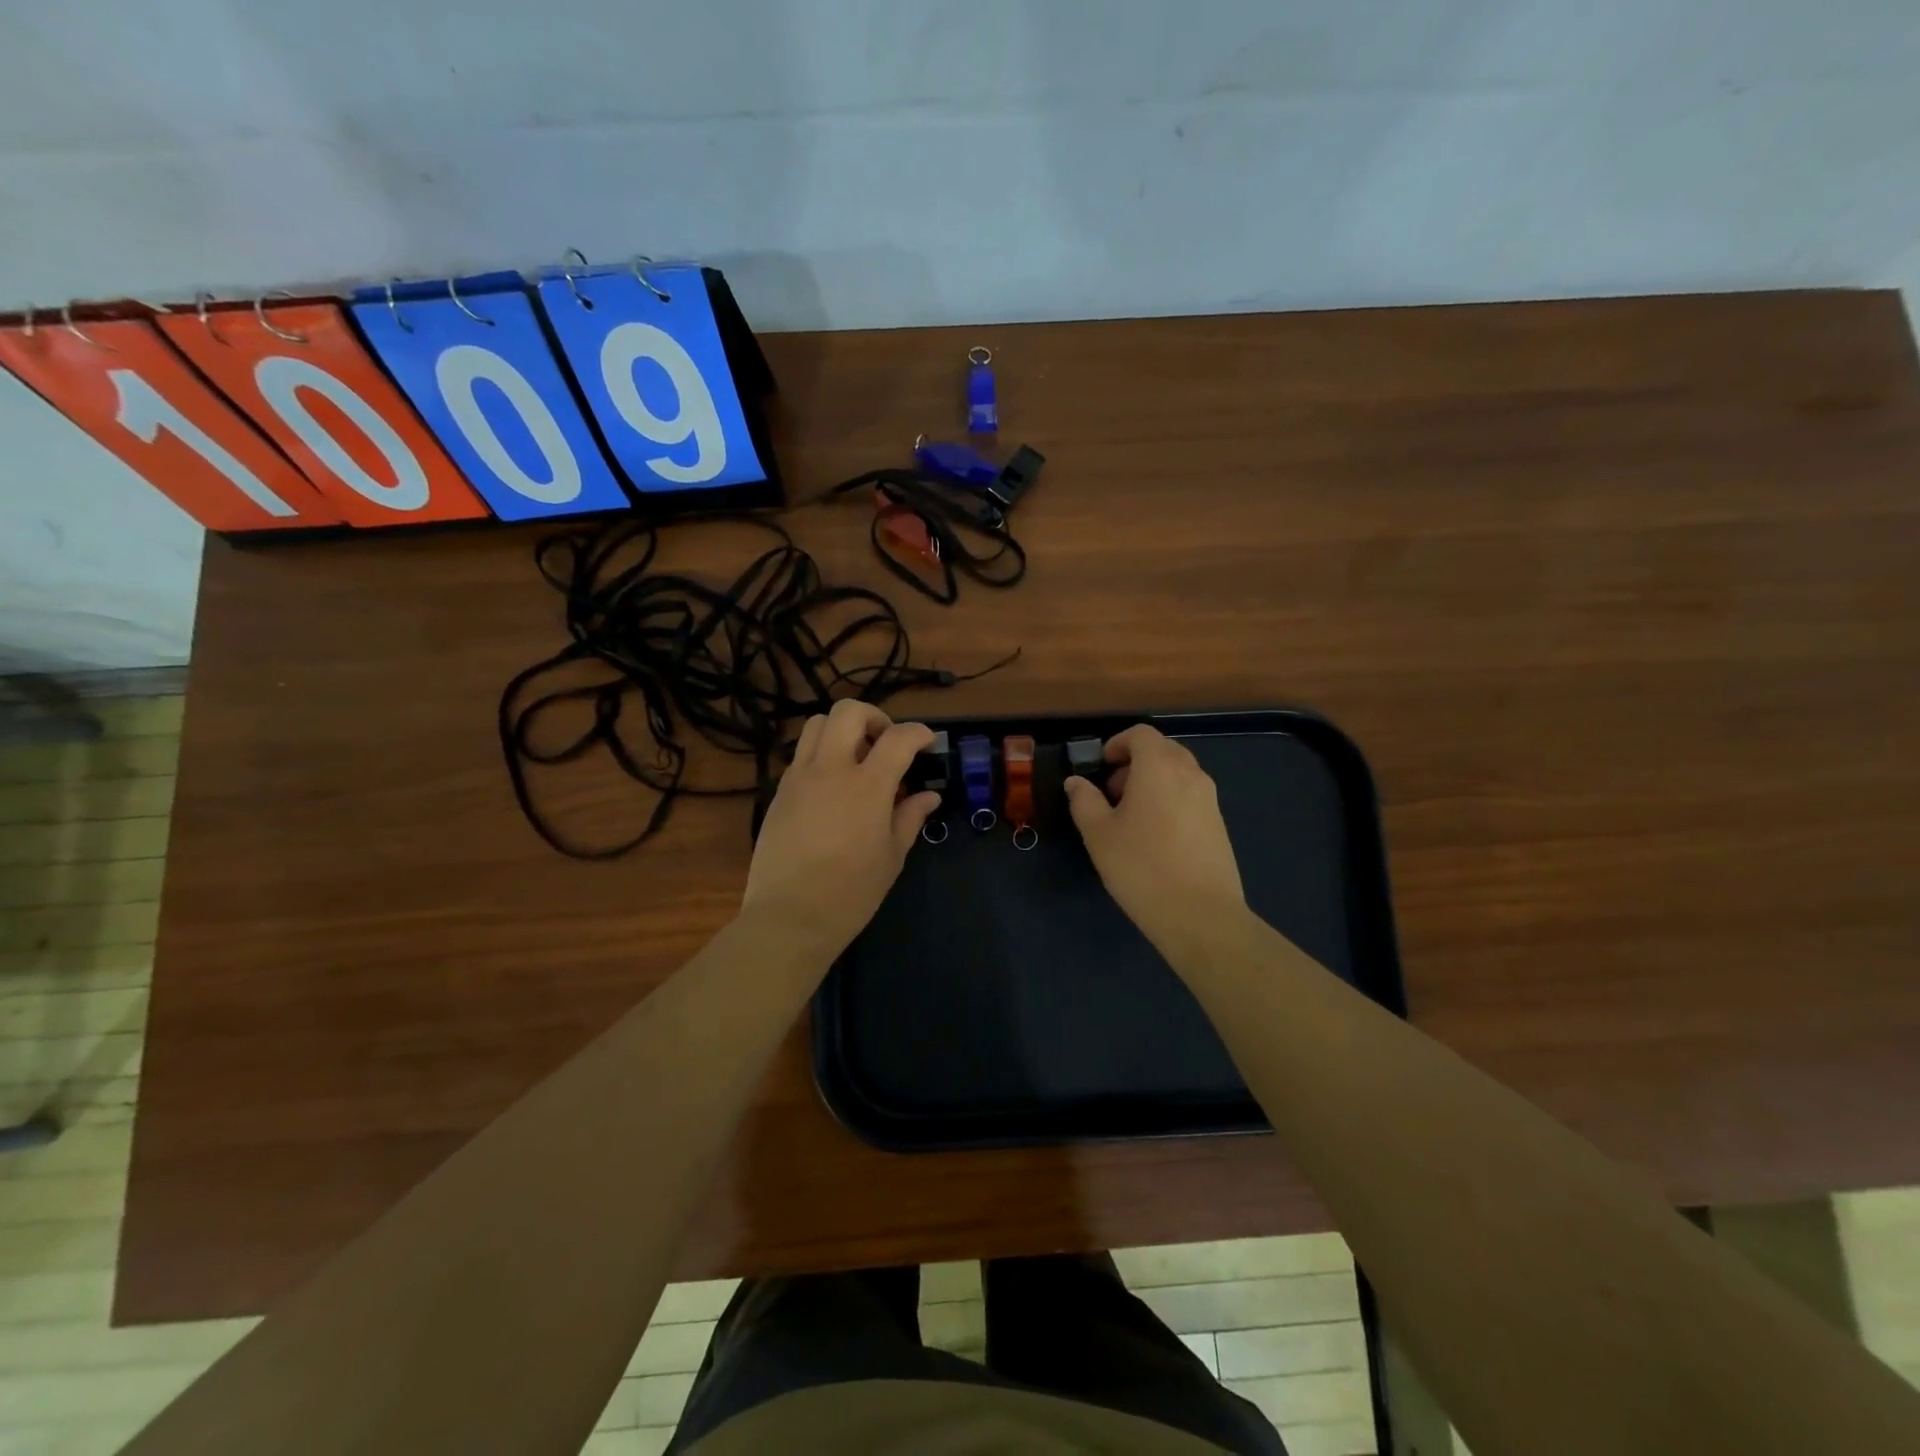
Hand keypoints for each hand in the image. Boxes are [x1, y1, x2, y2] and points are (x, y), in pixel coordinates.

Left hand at [742, 699, 939, 955]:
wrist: (789, 918)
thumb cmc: (851, 893)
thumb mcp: (891, 857)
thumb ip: (910, 817)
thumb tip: (928, 796)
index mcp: (867, 786)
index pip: (898, 738)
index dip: (918, 733)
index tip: (928, 741)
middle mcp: (830, 769)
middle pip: (849, 712)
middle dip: (875, 717)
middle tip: (887, 744)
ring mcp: (799, 777)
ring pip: (817, 724)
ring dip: (842, 730)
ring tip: (857, 759)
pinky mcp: (779, 791)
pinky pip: (801, 754)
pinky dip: (821, 754)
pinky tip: (832, 786)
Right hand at [1064, 725, 1247, 956]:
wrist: (1200, 915)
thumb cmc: (1141, 867)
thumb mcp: (1098, 834)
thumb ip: (1084, 801)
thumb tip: (1076, 782)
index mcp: (1159, 767)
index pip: (1141, 734)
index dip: (1118, 743)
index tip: (1101, 766)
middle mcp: (1190, 774)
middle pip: (1162, 750)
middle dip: (1134, 763)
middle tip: (1111, 793)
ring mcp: (1210, 799)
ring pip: (1178, 774)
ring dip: (1153, 782)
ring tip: (1131, 818)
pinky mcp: (1219, 824)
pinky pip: (1190, 796)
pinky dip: (1170, 801)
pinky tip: (1155, 837)